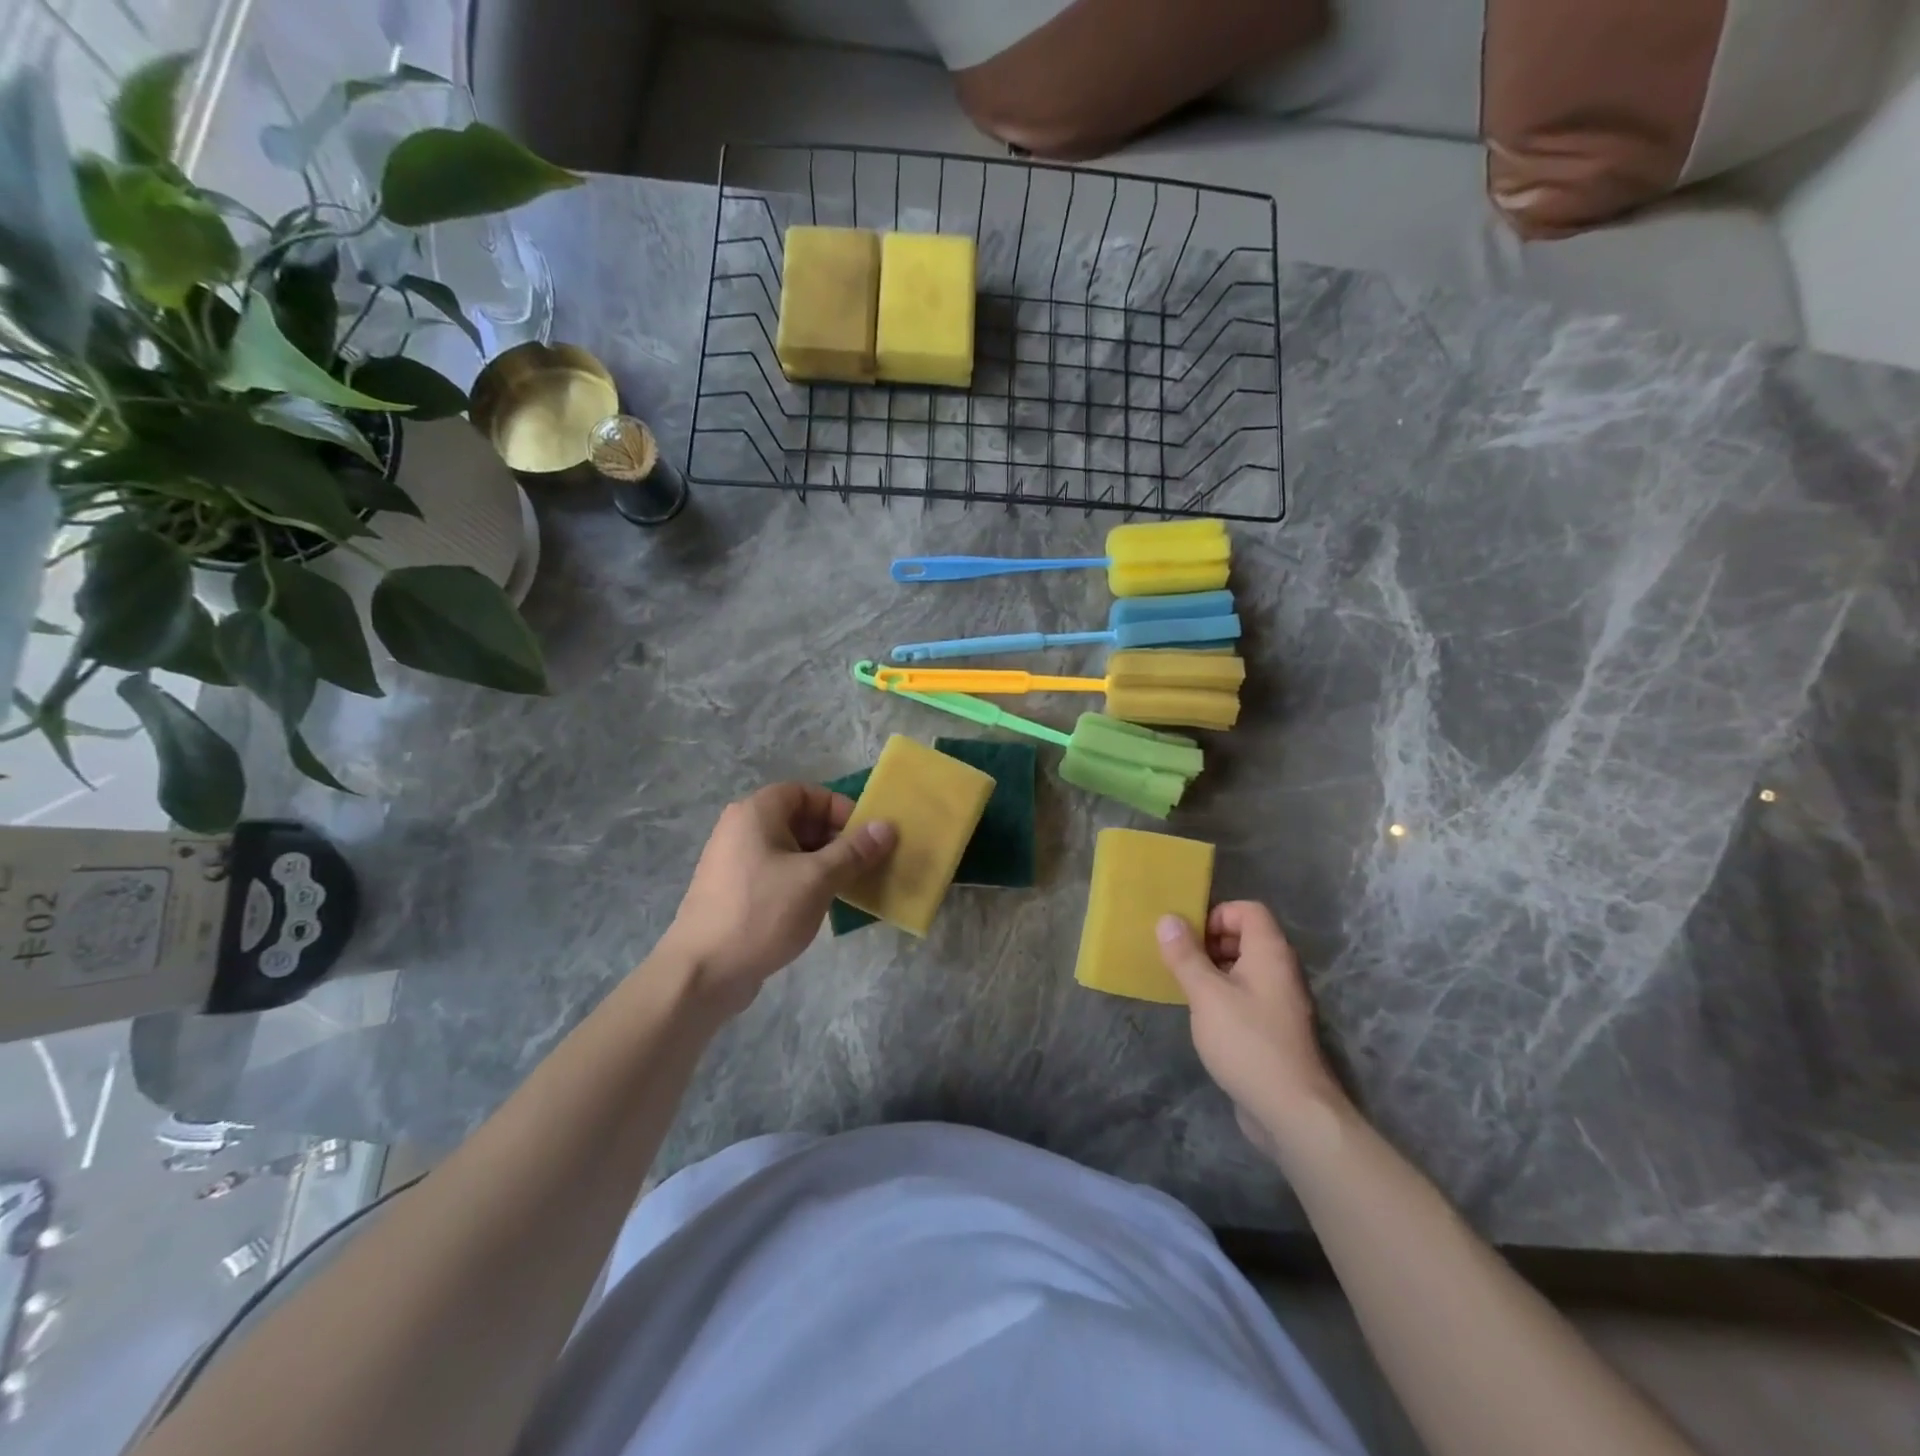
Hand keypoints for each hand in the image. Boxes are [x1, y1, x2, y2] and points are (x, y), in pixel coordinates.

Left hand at [663, 783, 895, 1015]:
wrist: (703, 972)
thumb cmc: (762, 913)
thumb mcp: (817, 879)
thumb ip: (854, 851)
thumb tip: (887, 826)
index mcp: (756, 812)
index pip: (806, 793)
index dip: (839, 809)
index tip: (864, 837)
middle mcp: (741, 828)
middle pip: (798, 819)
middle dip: (835, 838)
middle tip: (862, 864)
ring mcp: (734, 861)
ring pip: (789, 849)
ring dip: (821, 862)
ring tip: (847, 887)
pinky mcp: (734, 891)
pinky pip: (776, 872)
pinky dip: (801, 881)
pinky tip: (819, 906)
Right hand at [1156, 901, 1348, 1157]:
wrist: (1291, 1110)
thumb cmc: (1246, 1041)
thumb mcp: (1206, 994)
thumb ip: (1185, 955)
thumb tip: (1167, 918)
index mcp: (1270, 953)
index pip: (1249, 910)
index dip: (1217, 915)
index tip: (1189, 937)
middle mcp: (1281, 970)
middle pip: (1247, 936)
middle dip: (1211, 942)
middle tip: (1182, 960)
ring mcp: (1281, 1001)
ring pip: (1245, 968)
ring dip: (1215, 969)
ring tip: (1186, 987)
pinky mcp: (1275, 1028)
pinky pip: (1248, 995)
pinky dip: (1225, 994)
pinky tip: (1204, 1016)